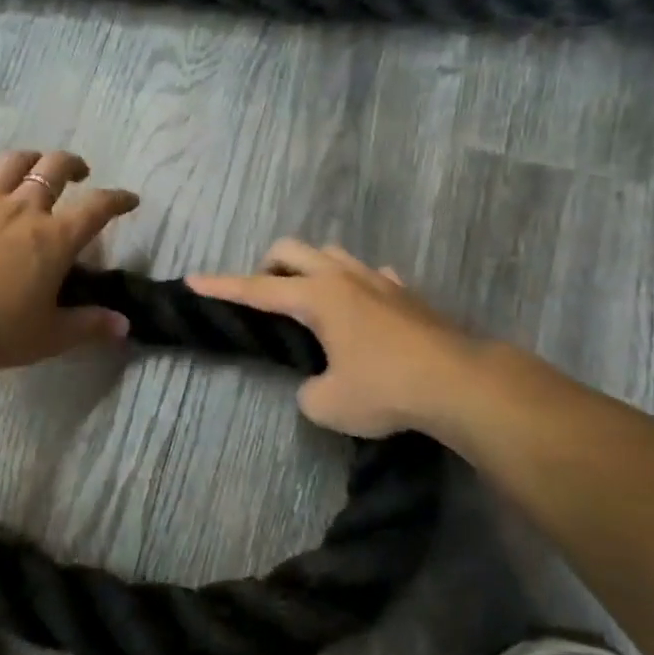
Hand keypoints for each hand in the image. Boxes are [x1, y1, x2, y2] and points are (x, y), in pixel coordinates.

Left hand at [0, 149, 139, 373]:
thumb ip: (89, 325)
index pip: (98, 207)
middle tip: (79, 173)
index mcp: (55, 238)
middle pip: (55, 168)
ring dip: (30, 160)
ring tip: (33, 169)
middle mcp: (23, 209)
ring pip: (12, 163)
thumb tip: (124, 326)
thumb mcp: (50, 336)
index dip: (118, 199)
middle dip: (73, 164)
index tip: (129, 199)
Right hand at [188, 241, 479, 437]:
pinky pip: (370, 275)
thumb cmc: (385, 390)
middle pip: (292, 250)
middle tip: (265, 298)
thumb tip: (318, 384)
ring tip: (310, 303)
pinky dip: (354, 285)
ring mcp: (380, 281)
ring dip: (310, 269)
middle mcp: (344, 278)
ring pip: (332, 254)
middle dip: (268, 267)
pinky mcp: (407, 294)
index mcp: (317, 297)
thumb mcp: (328, 405)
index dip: (221, 286)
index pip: (256, 289)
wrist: (460, 384)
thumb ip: (309, 392)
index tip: (193, 280)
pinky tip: (361, 310)